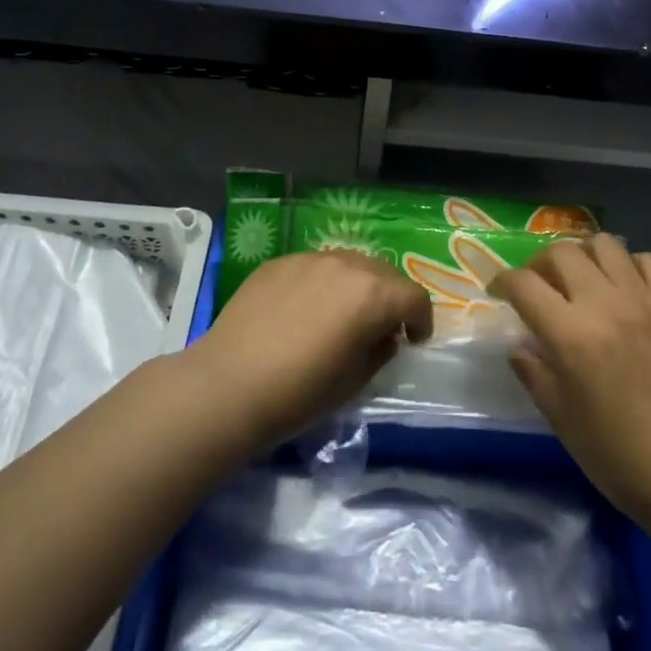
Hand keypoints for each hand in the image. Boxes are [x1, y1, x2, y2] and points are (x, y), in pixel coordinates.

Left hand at [190, 250, 433, 452]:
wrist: (228, 384)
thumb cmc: (299, 392)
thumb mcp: (354, 382)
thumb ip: (379, 350)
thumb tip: (382, 336)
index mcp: (372, 294)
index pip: (414, 296)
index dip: (421, 320)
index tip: (414, 340)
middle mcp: (346, 265)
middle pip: (384, 273)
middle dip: (391, 298)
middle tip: (381, 327)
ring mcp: (309, 258)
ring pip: (349, 263)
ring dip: (357, 285)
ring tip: (342, 314)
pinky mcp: (279, 262)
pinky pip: (314, 267)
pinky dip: (322, 283)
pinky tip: (304, 311)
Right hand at [492, 236, 650, 526]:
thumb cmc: (616, 453)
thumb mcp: (560, 418)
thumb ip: (533, 372)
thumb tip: (519, 344)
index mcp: (571, 335)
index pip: (524, 284)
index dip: (503, 282)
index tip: (499, 292)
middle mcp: (605, 304)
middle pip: (561, 252)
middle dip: (539, 264)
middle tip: (539, 286)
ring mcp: (643, 300)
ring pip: (605, 244)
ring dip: (584, 255)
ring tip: (581, 278)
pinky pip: (647, 261)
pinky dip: (628, 265)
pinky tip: (622, 288)